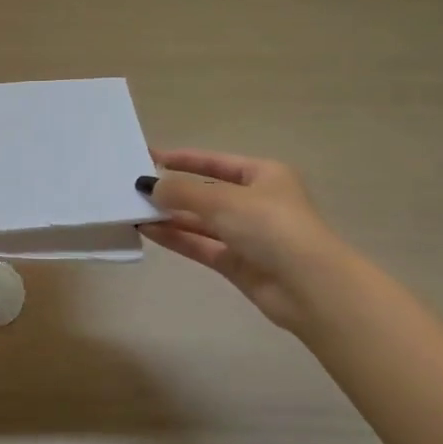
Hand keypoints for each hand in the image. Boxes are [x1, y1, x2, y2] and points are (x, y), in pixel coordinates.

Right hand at [138, 149, 344, 330]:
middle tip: (135, 187)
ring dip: (170, 216)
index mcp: (265, 175)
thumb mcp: (223, 200)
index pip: (218, 162)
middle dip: (174, 191)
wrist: (309, 286)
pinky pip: (201, 245)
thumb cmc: (271, 226)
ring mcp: (247, 235)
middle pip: (207, 192)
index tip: (151, 157)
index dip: (185, 159)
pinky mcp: (238, 263)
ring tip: (134, 209)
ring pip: (201, 221)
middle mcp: (257, 202)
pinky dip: (177, 237)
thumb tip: (149, 186)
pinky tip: (148, 230)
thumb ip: (182, 192)